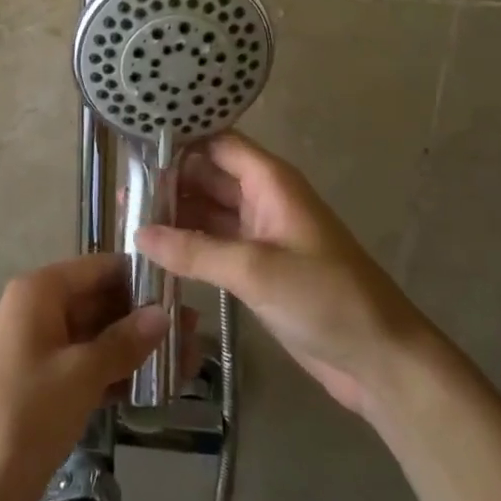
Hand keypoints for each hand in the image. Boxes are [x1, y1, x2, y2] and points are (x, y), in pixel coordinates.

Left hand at [0, 254, 168, 500]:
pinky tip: (155, 387)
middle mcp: (36, 312)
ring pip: (95, 337)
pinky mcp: (44, 387)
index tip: (181, 290)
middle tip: (193, 332)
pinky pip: (86, 367)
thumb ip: (124, 341)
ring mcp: (39, 350)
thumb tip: (164, 313)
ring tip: (186, 361)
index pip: (97, 268)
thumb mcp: (81, 374)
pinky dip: (116, 374)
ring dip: (135, 348)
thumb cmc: (26, 417)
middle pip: (98, 301)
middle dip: (142, 316)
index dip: (138, 277)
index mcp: (38, 292)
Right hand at [138, 132, 421, 418]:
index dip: (180, 140)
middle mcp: (263, 199)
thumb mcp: (255, 269)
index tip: (134, 145)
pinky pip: (215, 245)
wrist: (379, 359)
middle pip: (209, 176)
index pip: (217, 143)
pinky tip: (154, 251)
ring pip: (209, 212)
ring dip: (174, 214)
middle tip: (121, 189)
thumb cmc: (325, 297)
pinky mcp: (258, 268)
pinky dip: (188, 245)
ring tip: (126, 217)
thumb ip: (195, 250)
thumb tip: (138, 234)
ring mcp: (260, 234)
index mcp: (270, 181)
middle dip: (169, 180)